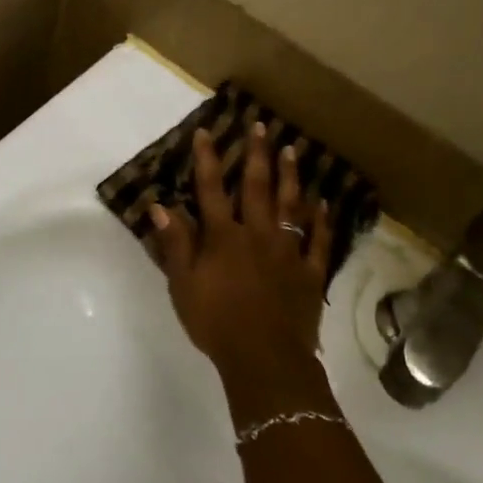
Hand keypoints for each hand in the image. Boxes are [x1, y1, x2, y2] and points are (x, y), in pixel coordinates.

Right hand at [148, 124, 333, 374]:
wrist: (264, 357)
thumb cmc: (216, 322)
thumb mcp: (183, 285)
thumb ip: (175, 244)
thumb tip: (160, 206)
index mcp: (224, 237)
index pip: (211, 190)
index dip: (208, 160)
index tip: (207, 132)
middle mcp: (258, 234)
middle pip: (257, 187)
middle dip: (257, 154)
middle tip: (262, 126)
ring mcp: (288, 251)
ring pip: (291, 206)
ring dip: (290, 176)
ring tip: (292, 151)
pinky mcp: (310, 273)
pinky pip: (318, 241)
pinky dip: (321, 221)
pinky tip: (323, 203)